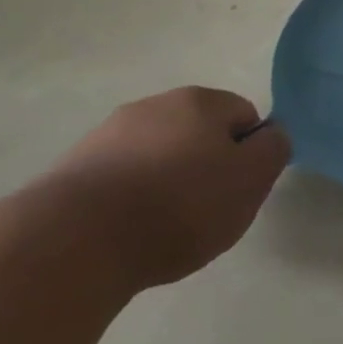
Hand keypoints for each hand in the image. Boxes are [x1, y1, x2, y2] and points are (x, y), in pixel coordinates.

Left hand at [36, 87, 291, 288]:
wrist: (73, 243)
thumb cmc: (181, 204)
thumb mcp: (252, 178)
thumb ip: (274, 150)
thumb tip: (269, 136)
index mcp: (199, 100)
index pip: (244, 116)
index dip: (250, 152)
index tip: (240, 189)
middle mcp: (151, 106)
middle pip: (198, 134)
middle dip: (206, 166)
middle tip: (208, 211)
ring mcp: (104, 137)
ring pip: (156, 158)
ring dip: (165, 185)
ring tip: (163, 229)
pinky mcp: (69, 172)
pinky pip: (119, 182)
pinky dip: (129, 203)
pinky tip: (126, 235)